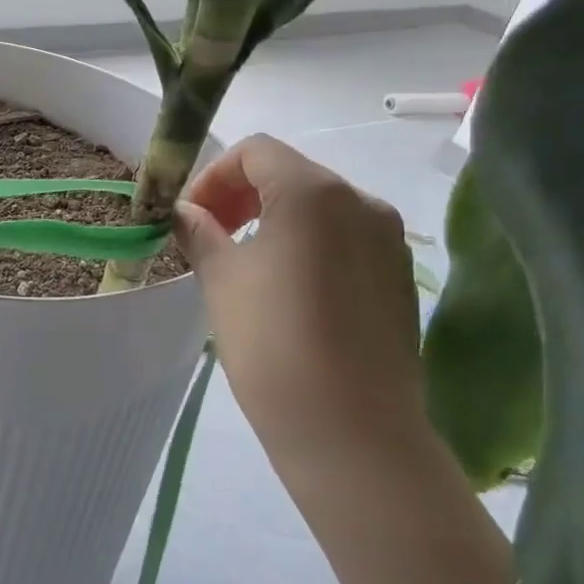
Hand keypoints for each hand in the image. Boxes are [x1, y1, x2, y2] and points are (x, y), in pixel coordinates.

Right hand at [173, 135, 425, 473]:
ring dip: (273, 218)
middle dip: (241, 194)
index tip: (191, 215)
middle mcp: (361, 201)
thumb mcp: (221, 279)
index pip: (256, 152)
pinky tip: (287, 288)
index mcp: (314, 192)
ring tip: (244, 263)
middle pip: (290, 173)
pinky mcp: (399, 275)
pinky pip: (344, 238)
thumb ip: (199, 231)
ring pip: (319, 206)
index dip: (214, 175)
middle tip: (209, 235)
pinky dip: (308, 243)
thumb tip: (184, 213)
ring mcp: (388, 239)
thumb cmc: (273, 344)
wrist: (351, 432)